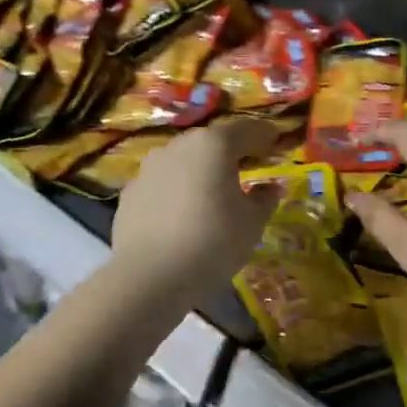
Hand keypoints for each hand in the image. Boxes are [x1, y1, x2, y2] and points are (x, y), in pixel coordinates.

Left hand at [112, 120, 282, 296]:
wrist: (149, 276)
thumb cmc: (212, 243)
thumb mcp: (252, 224)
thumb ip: (265, 199)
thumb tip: (270, 187)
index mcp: (213, 145)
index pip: (246, 129)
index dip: (265, 136)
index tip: (276, 145)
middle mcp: (178, 146)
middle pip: (211, 142)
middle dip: (231, 152)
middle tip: (247, 169)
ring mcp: (149, 168)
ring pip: (183, 162)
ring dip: (200, 171)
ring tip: (213, 194)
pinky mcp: (130, 192)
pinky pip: (163, 185)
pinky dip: (177, 191)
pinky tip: (183, 215)